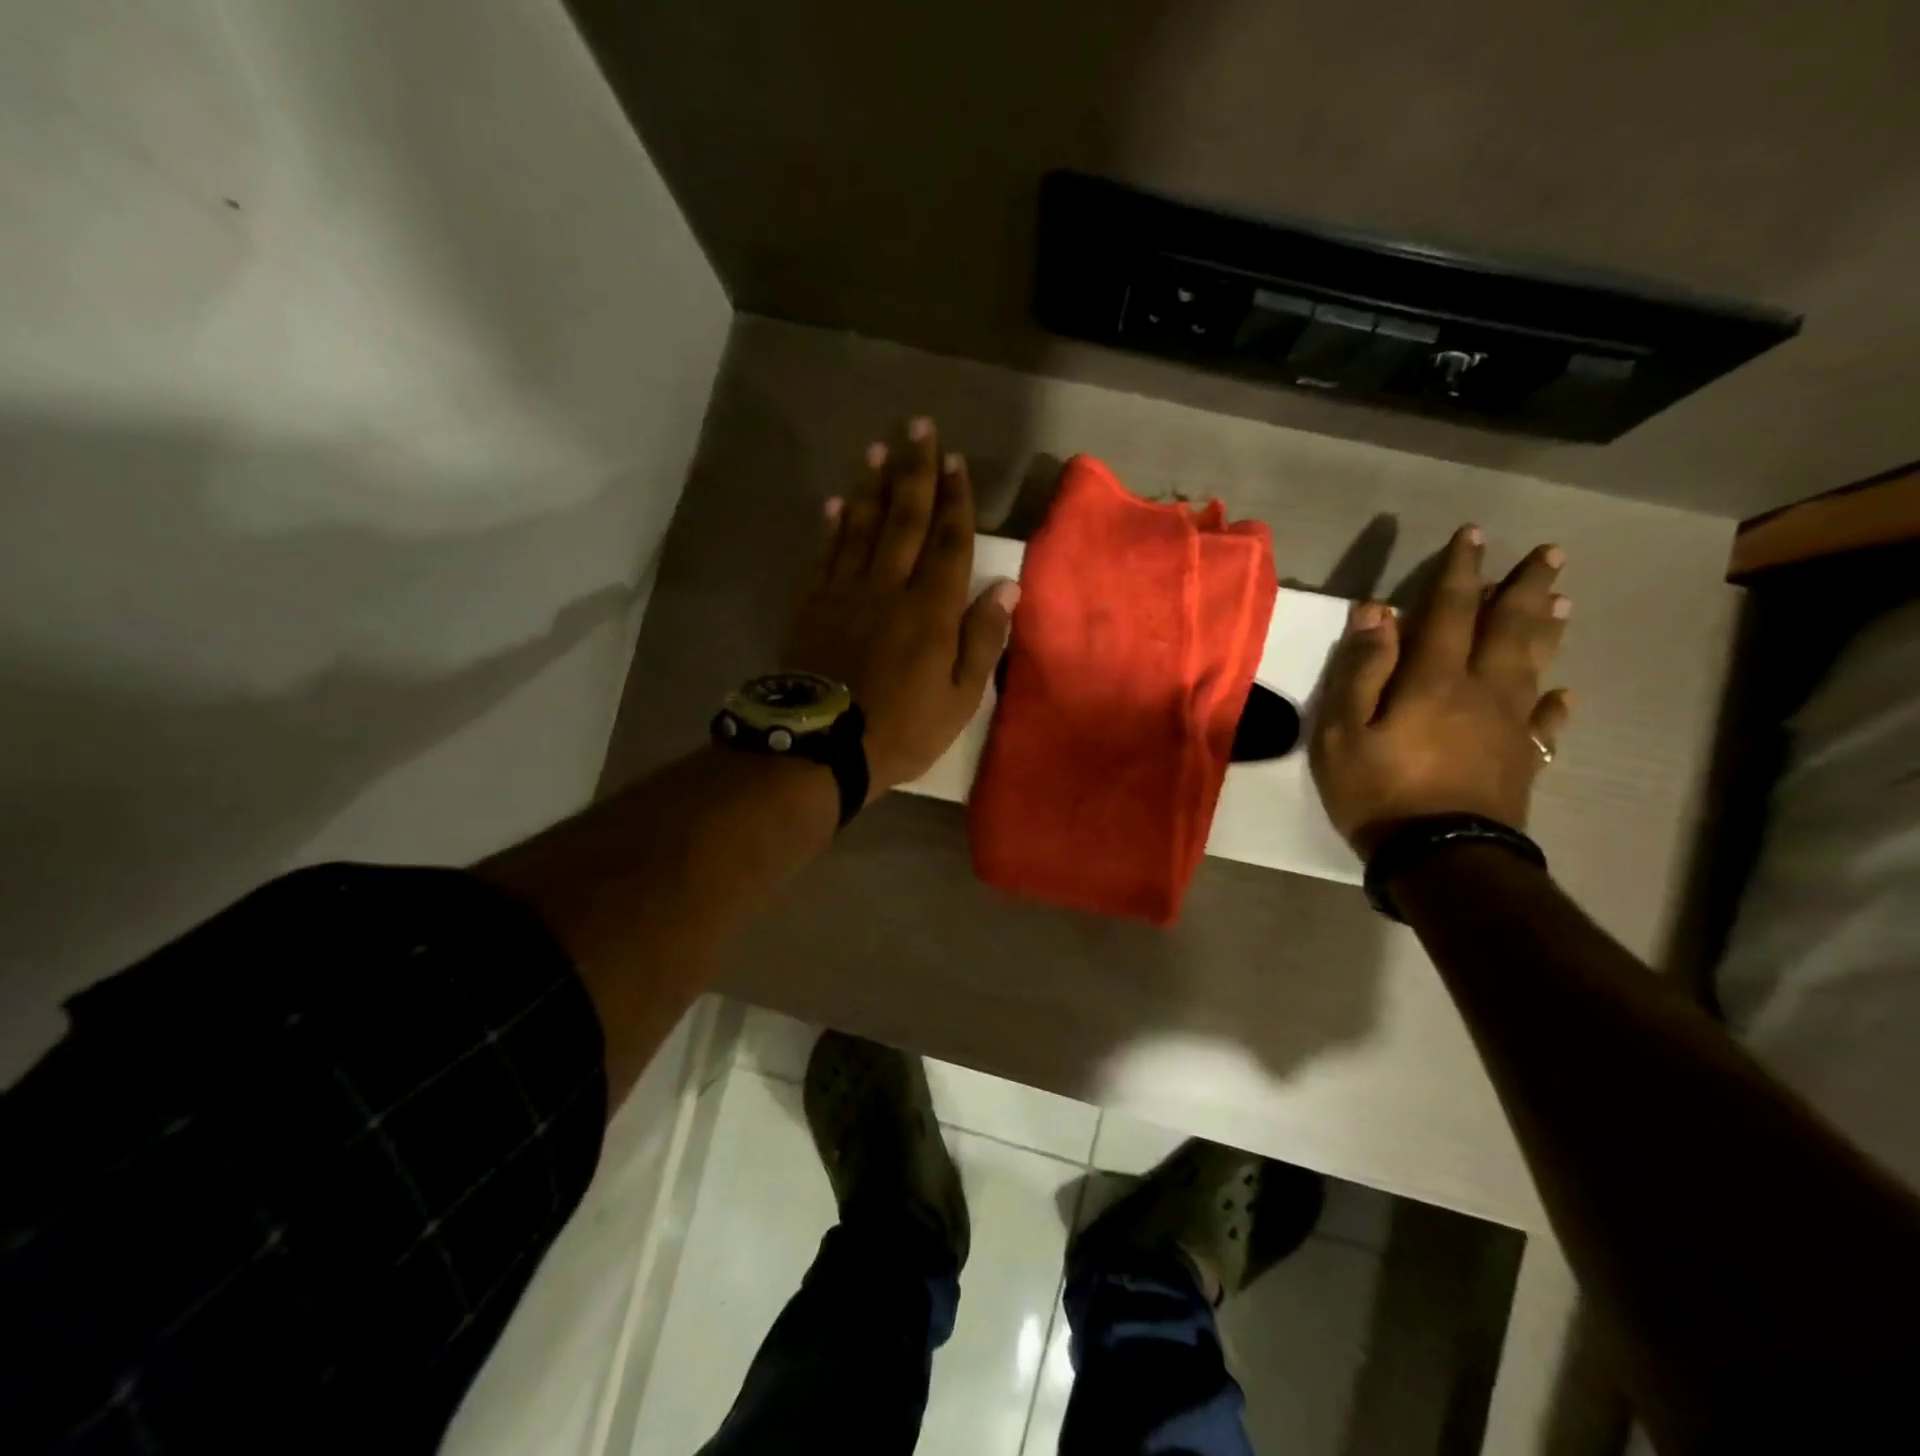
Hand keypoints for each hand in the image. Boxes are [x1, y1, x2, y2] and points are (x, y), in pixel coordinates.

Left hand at [782, 417, 1018, 798]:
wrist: (822, 747)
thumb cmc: (902, 729)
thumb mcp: (961, 699)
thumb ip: (983, 640)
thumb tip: (1006, 588)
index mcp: (932, 610)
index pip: (949, 542)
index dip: (955, 499)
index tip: (955, 459)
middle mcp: (890, 588)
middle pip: (906, 519)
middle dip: (915, 470)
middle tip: (917, 426)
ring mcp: (846, 593)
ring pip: (862, 526)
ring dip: (872, 485)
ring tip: (879, 449)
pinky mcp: (812, 605)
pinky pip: (825, 555)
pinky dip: (831, 526)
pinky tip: (836, 502)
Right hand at [1309, 525, 1572, 857]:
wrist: (1440, 857)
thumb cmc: (1378, 791)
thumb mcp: (1342, 730)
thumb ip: (1361, 669)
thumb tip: (1376, 611)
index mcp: (1434, 679)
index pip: (1448, 610)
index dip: (1460, 570)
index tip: (1473, 534)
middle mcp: (1481, 691)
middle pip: (1508, 628)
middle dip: (1524, 587)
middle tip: (1550, 553)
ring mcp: (1508, 726)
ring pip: (1533, 665)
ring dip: (1546, 629)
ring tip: (1563, 601)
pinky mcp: (1522, 761)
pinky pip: (1544, 723)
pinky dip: (1555, 703)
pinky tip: (1564, 693)